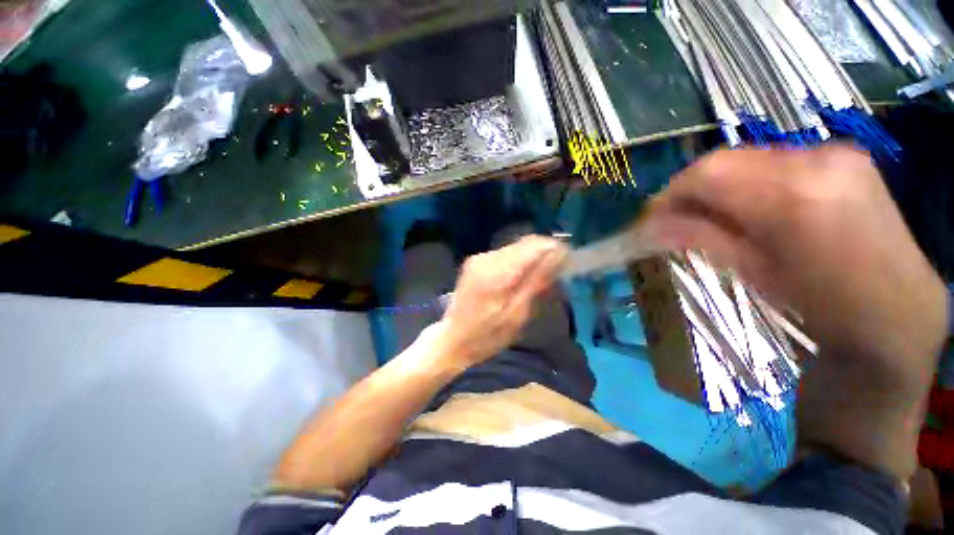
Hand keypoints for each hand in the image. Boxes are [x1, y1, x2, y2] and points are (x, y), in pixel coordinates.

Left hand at [431, 235, 567, 371]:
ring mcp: (479, 258)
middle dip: (544, 254)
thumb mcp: (517, 315)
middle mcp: (487, 258)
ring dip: (531, 259)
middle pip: (525, 244)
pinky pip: (504, 255)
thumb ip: (536, 282)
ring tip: (540, 279)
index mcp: (498, 273)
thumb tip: (557, 256)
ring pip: (515, 248)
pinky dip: (518, 263)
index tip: (568, 262)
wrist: (452, 339)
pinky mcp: (475, 262)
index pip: (534, 245)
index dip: (555, 249)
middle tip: (556, 275)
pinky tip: (521, 279)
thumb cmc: (487, 335)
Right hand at [644, 145, 946, 371]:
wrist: (897, 316)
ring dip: (721, 187)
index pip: (708, 172)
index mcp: (794, 195)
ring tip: (713, 218)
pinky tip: (753, 209)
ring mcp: (836, 154)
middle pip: (727, 160)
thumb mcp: (752, 273)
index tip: (653, 219)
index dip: (671, 193)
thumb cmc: (823, 307)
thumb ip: (700, 238)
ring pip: (750, 159)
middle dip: (693, 190)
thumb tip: (649, 226)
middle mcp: (817, 160)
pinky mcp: (846, 158)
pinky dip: (751, 183)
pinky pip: (777, 162)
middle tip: (676, 220)